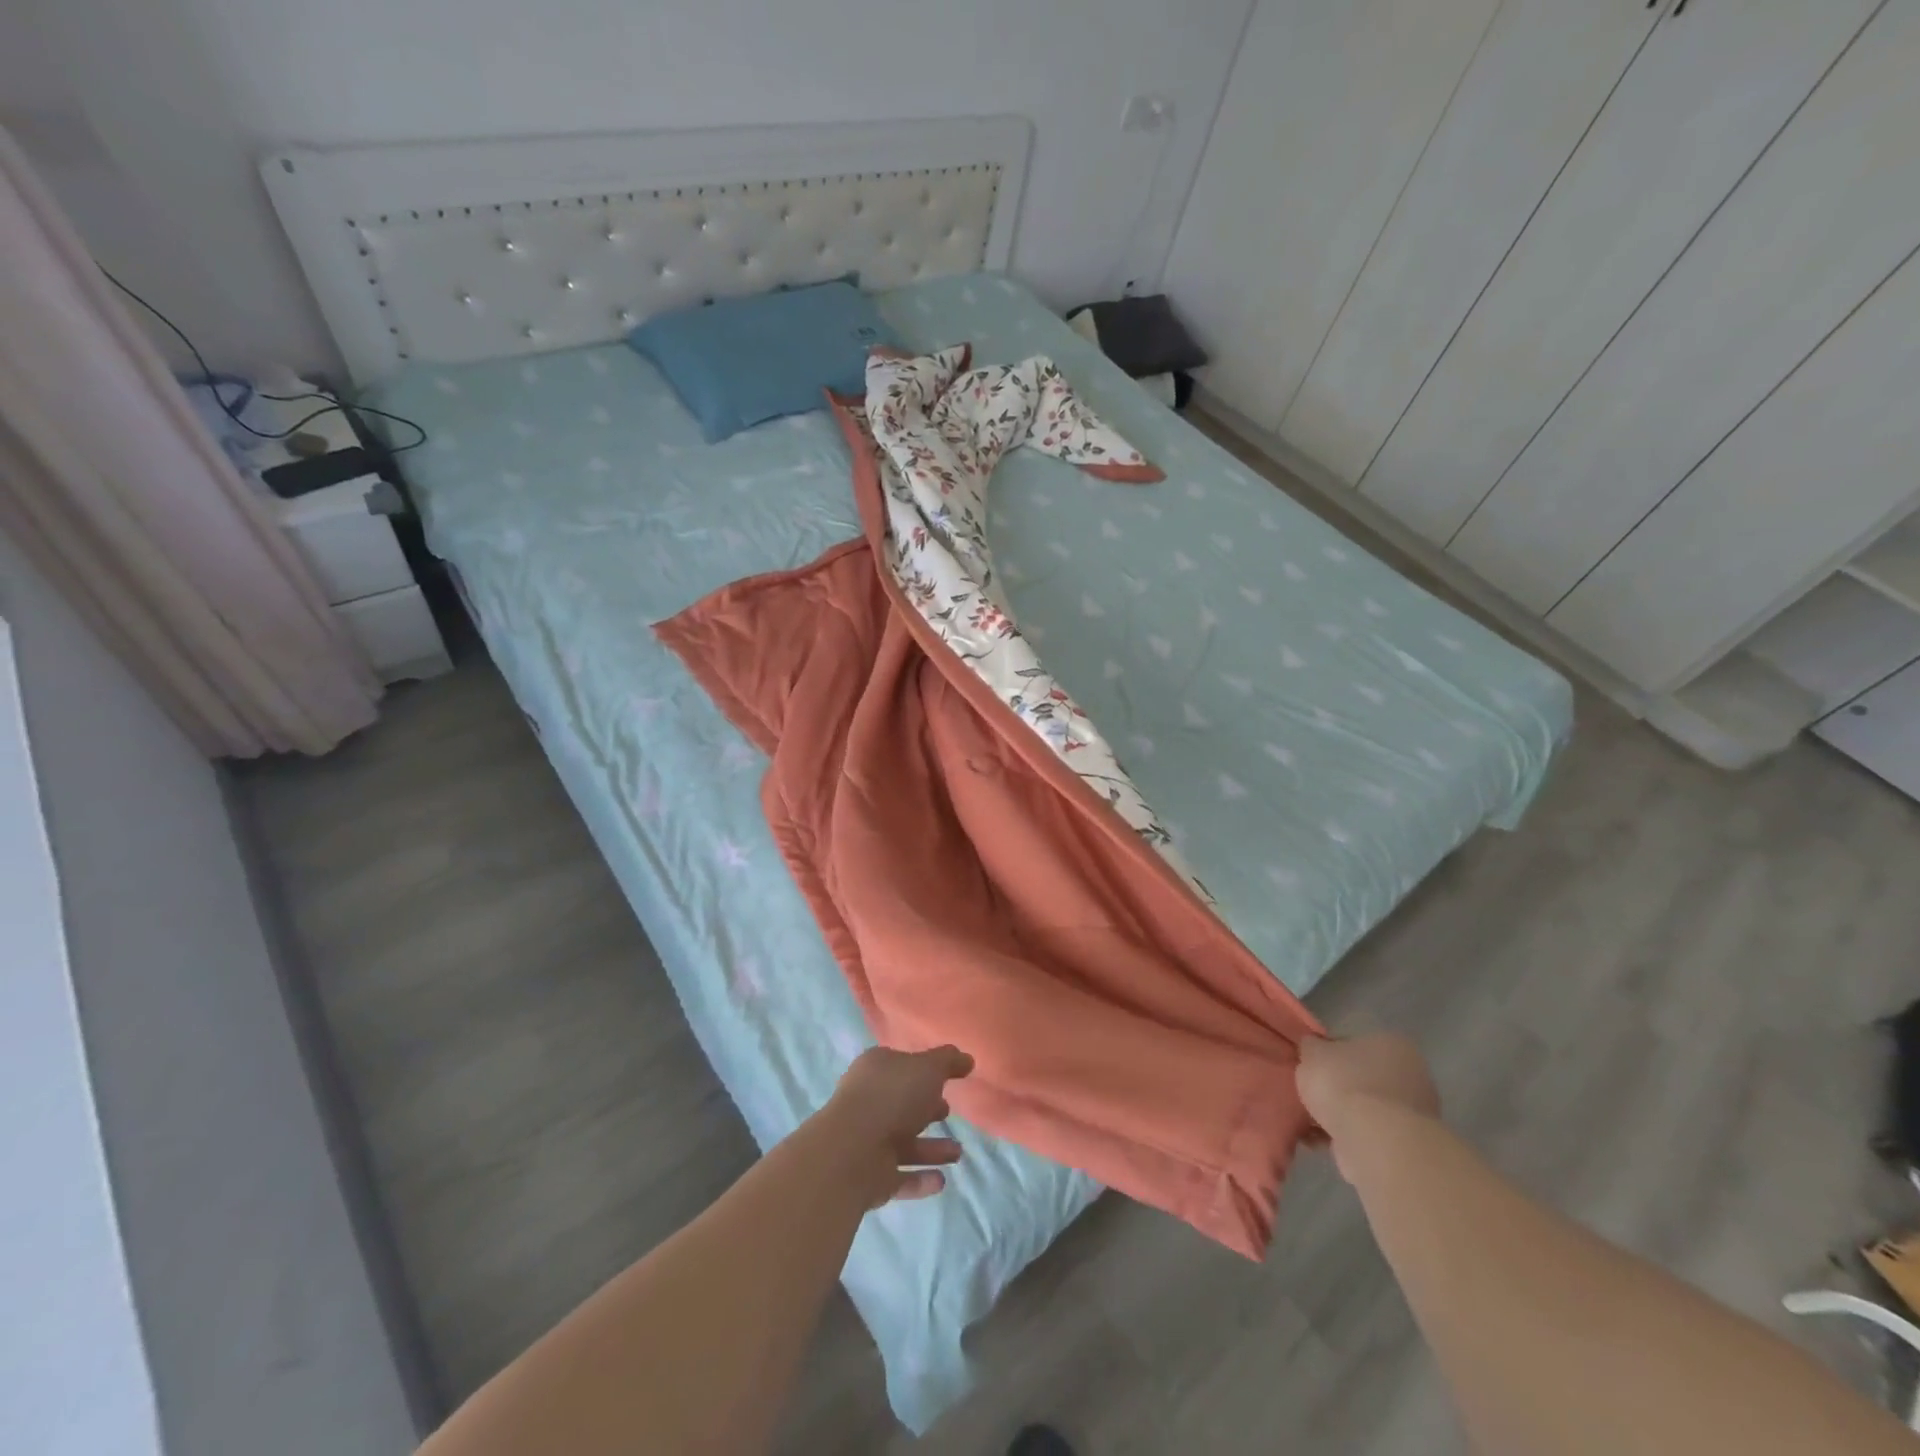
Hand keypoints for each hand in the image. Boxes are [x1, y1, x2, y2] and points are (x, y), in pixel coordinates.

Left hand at [820, 1045, 972, 1208]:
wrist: (852, 1152)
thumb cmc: (891, 1097)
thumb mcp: (928, 1068)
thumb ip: (948, 1061)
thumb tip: (967, 1059)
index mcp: (876, 1071)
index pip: (901, 1066)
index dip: (922, 1071)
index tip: (945, 1079)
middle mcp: (868, 1103)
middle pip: (901, 1105)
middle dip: (925, 1110)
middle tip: (948, 1112)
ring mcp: (867, 1142)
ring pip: (904, 1144)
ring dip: (931, 1149)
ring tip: (958, 1154)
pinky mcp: (870, 1178)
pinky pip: (900, 1177)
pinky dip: (920, 1179)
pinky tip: (941, 1181)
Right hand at [1297, 1033, 1439, 1182]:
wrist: (1375, 1143)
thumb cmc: (1344, 1084)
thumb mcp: (1312, 1052)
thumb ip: (1311, 1047)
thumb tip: (1313, 1048)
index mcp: (1392, 1044)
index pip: (1354, 1043)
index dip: (1328, 1054)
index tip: (1311, 1067)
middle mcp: (1411, 1075)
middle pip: (1361, 1078)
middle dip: (1337, 1088)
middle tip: (1310, 1094)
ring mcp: (1413, 1114)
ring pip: (1365, 1109)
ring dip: (1339, 1115)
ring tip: (1308, 1122)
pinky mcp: (1405, 1146)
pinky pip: (1367, 1135)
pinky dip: (1344, 1136)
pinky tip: (1318, 1141)